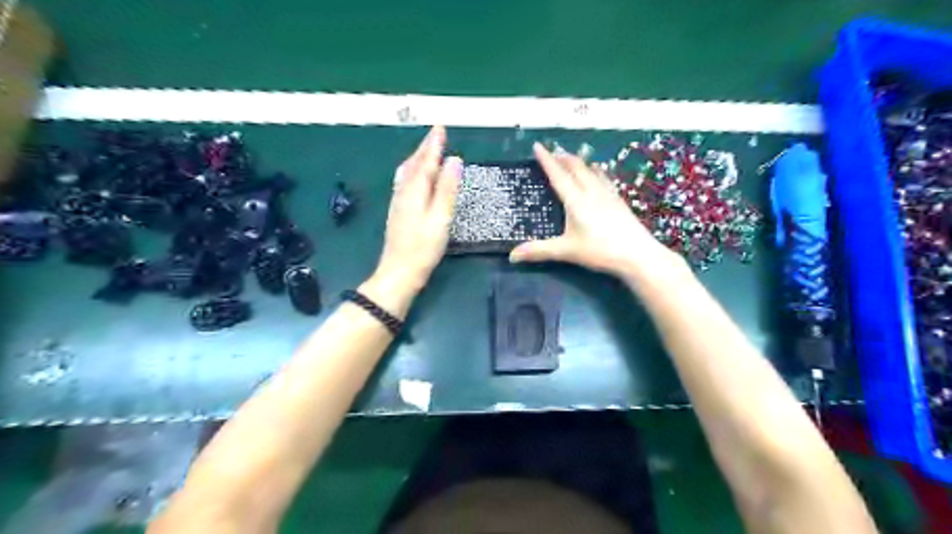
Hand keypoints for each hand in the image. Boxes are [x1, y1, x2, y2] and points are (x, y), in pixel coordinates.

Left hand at [371, 126, 460, 296]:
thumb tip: (454, 161)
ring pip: (407, 173)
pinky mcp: (398, 212)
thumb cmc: (423, 247)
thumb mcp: (440, 218)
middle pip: (414, 164)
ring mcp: (398, 202)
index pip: (427, 162)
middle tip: (435, 134)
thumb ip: (447, 189)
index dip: (434, 145)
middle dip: (425, 148)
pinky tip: (413, 177)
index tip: (440, 128)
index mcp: (415, 190)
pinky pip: (405, 182)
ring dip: (417, 158)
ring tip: (426, 150)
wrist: (399, 272)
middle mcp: (404, 192)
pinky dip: (412, 172)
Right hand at [510, 144, 687, 281]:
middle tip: (553, 152)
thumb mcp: (566, 251)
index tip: (538, 146)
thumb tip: (512, 255)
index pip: (558, 175)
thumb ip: (539, 251)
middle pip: (576, 168)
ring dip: (579, 162)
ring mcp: (608, 195)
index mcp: (576, 201)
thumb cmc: (600, 251)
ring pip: (591, 170)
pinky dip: (595, 171)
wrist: (638, 254)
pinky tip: (598, 173)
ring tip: (572, 158)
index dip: (547, 160)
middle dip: (563, 158)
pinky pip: (604, 178)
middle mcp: (591, 192)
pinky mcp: (619, 201)